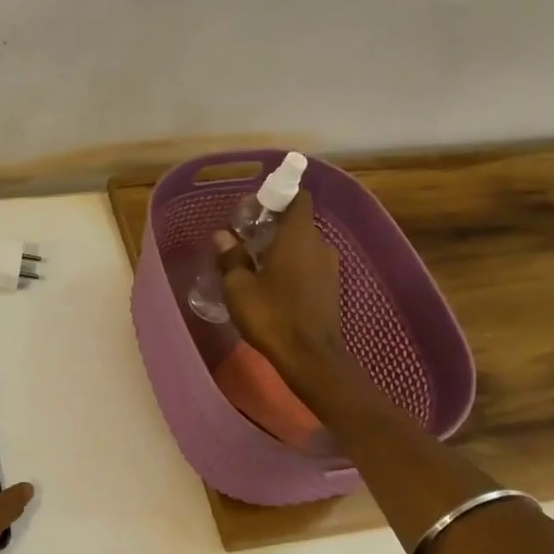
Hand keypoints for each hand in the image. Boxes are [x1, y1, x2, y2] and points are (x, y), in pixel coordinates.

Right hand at [215, 199, 345, 379]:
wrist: (310, 357)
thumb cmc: (272, 315)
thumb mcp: (239, 288)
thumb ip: (231, 258)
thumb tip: (223, 236)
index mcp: (298, 236)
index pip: (298, 198)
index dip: (279, 196)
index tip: (256, 208)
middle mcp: (319, 244)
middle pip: (298, 222)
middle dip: (273, 226)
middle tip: (246, 239)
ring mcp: (329, 267)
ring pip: (303, 246)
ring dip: (282, 248)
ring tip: (255, 264)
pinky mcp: (331, 287)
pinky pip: (309, 264)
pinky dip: (292, 266)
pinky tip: (272, 284)